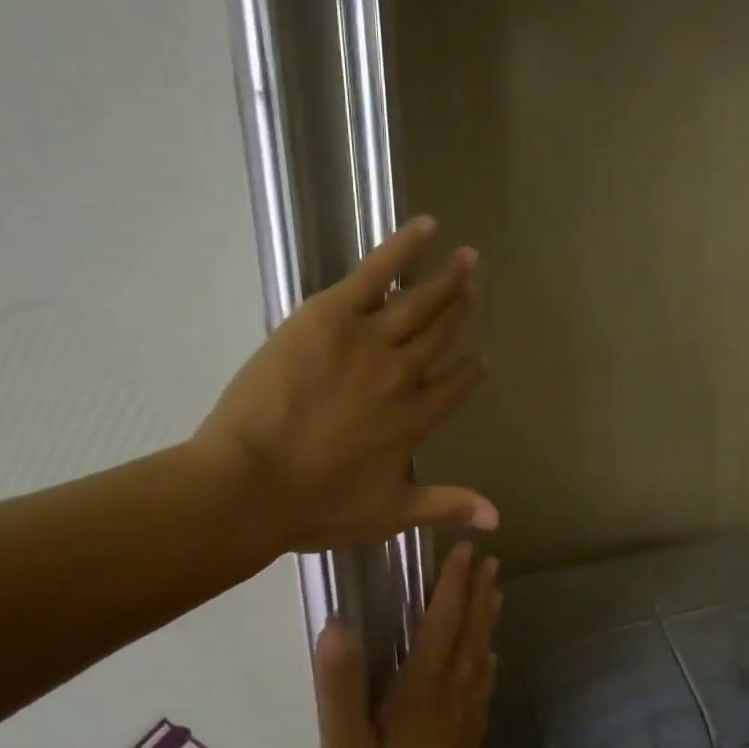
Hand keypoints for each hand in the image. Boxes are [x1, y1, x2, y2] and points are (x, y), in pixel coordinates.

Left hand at [195, 215, 497, 552]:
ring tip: (468, 259)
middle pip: (441, 335)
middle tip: (475, 287)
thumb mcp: (388, 515)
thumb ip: (445, 507)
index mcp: (416, 419)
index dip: (470, 371)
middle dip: (461, 310)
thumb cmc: (315, 506)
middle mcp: (403, 375)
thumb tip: (498, 520)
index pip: (455, 386)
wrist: (250, 484)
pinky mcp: (331, 314)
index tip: (479, 359)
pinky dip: (403, 247)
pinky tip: (427, 227)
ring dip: (447, 279)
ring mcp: (369, 340)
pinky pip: (376, 272)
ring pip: (419, 302)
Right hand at [313, 542, 500, 747]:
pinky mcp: (470, 744)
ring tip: (496, 592)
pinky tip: (489, 658)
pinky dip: (487, 662)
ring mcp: (465, 721)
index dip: (451, 586)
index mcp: (421, 693)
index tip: (464, 551)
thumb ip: (341, 692)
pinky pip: (482, 687)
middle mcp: (450, 697)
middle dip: (477, 594)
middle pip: (468, 634)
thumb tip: (337, 627)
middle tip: (489, 559)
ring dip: (487, 620)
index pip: (440, 625)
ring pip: (480, 656)